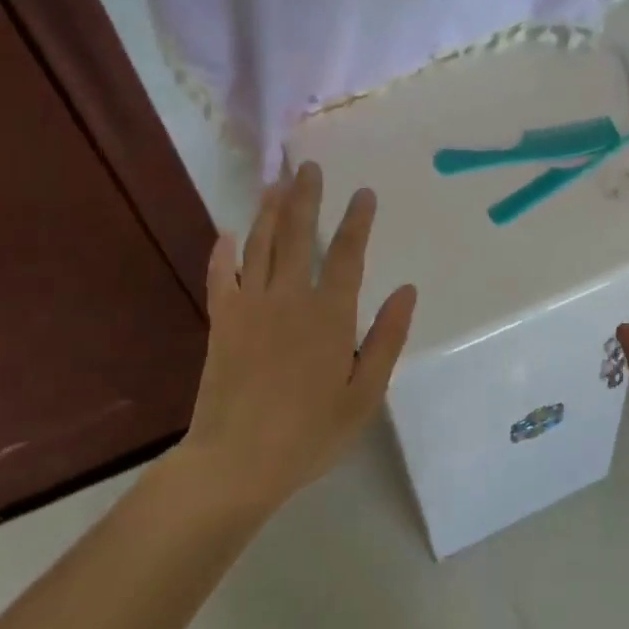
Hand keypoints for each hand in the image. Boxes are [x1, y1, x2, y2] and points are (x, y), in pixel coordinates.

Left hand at [171, 164, 417, 519]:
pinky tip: (226, 233)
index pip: (348, 255)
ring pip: (260, 245)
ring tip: (276, 182)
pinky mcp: (221, 322)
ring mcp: (250, 307)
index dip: (358, 221)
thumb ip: (386, 338)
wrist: (236, 462)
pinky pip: (221, 277)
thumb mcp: (364, 392)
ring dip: (269, 211)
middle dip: (306, 198)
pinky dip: (222, 252)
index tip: (364, 192)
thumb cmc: (310, 432)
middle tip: (309, 166)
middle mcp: (289, 298)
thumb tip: (407, 290)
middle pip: (298, 235)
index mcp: (329, 315)